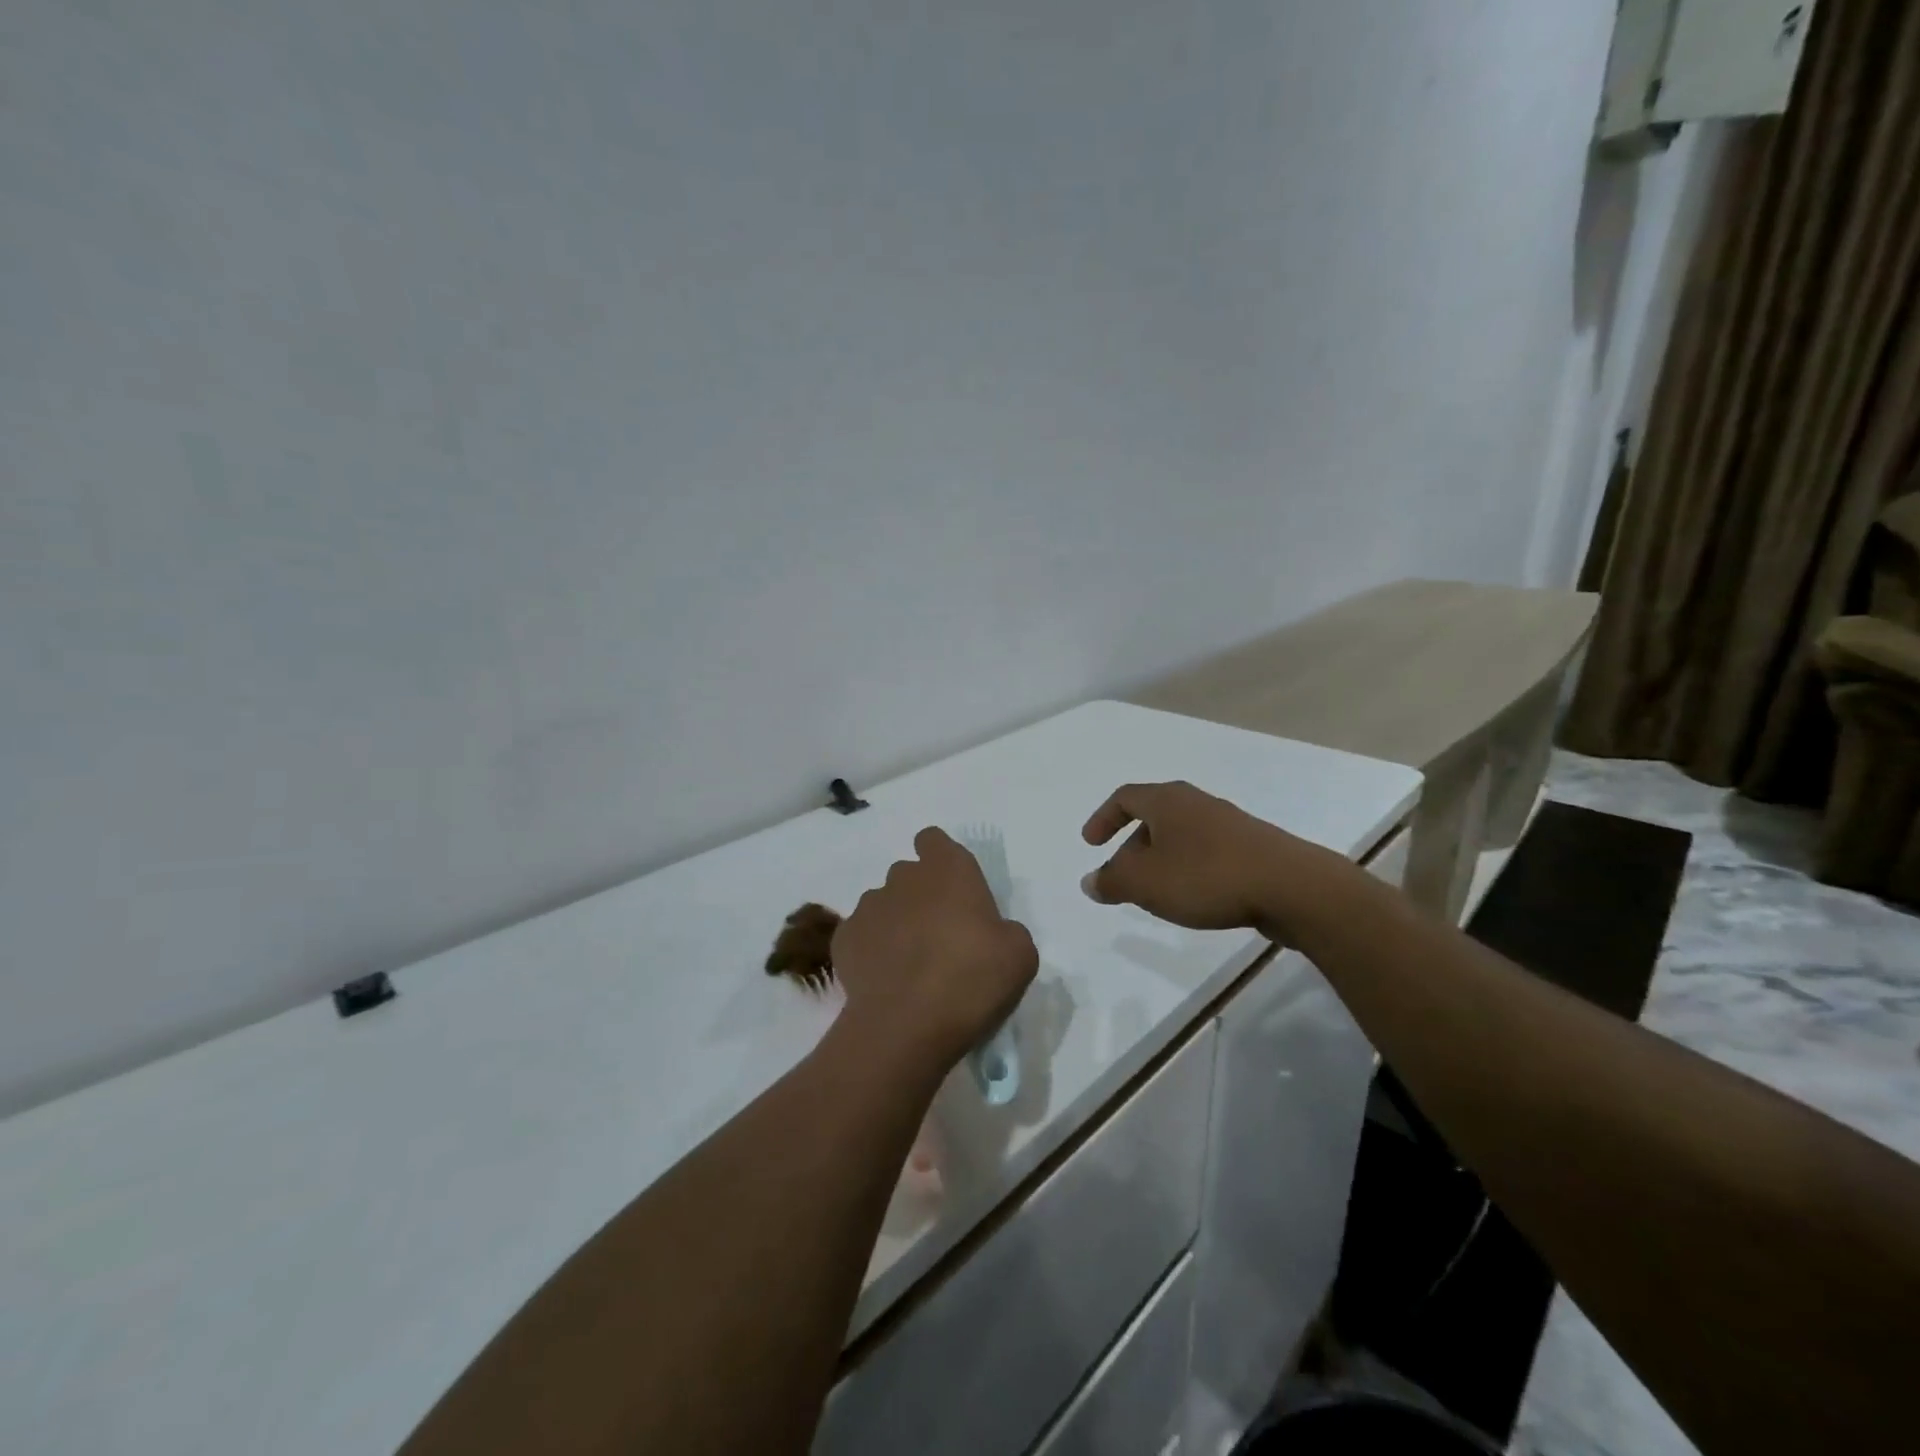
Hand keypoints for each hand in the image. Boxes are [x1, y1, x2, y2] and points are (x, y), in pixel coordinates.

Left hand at [831, 828, 1038, 1074]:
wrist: (906, 1025)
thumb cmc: (971, 978)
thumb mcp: (1019, 954)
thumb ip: (1005, 930)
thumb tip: (991, 935)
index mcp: (948, 869)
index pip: (934, 840)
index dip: (941, 859)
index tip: (953, 890)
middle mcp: (903, 877)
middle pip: (909, 875)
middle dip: (921, 896)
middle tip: (940, 936)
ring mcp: (868, 906)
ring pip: (884, 904)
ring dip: (896, 923)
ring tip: (910, 964)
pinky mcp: (843, 938)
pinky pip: (862, 935)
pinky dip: (872, 951)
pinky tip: (886, 980)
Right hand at [1081, 780, 1341, 937]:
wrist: (1291, 887)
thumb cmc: (1206, 876)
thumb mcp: (1145, 883)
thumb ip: (1111, 881)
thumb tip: (1090, 882)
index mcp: (1167, 801)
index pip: (1125, 797)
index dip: (1103, 818)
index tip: (1090, 844)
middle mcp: (1197, 803)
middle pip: (1153, 817)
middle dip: (1131, 848)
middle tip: (1122, 879)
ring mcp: (1229, 824)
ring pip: (1181, 837)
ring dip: (1161, 861)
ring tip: (1156, 893)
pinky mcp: (1253, 847)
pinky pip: (1207, 852)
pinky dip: (1189, 869)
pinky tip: (1195, 898)